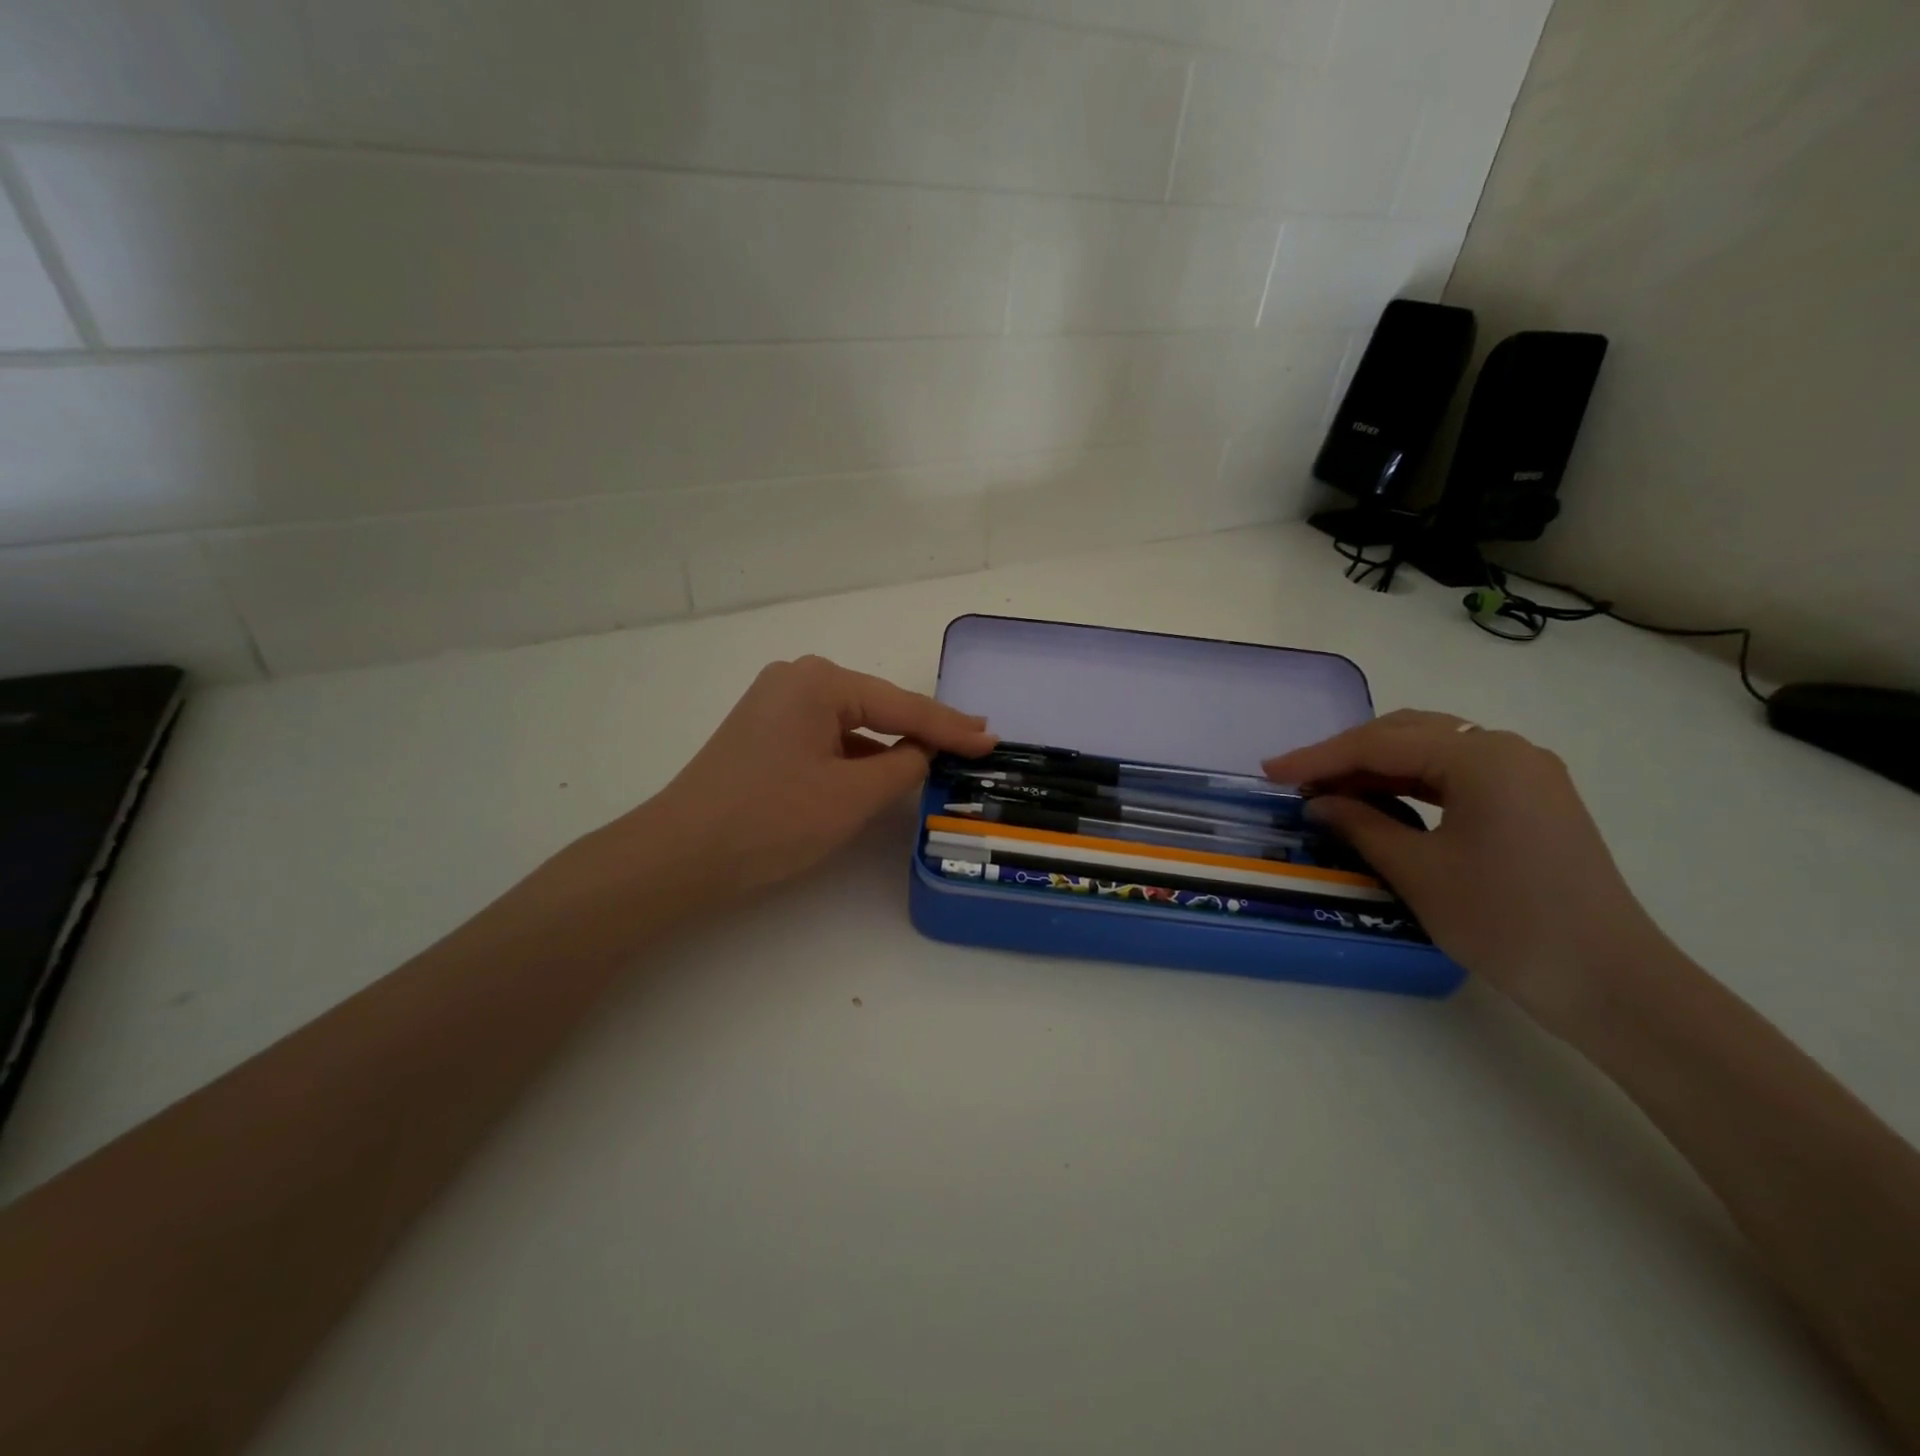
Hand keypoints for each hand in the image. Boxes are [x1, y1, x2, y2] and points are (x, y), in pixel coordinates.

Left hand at [637, 656, 995, 896]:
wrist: (680, 855)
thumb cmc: (772, 820)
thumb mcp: (852, 796)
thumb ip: (902, 767)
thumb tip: (920, 752)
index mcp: (820, 682)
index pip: (902, 707)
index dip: (951, 728)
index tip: (993, 738)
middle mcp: (797, 679)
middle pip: (877, 707)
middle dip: (923, 730)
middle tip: (973, 742)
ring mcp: (775, 703)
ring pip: (852, 723)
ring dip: (889, 744)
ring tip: (937, 758)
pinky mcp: (764, 731)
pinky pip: (826, 737)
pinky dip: (856, 755)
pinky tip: (882, 770)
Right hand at [1264, 710, 1663, 1028]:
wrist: (1610, 982)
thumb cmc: (1505, 921)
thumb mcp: (1417, 871)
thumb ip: (1359, 824)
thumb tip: (1318, 802)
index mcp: (1482, 756)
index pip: (1380, 743)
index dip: (1318, 757)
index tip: (1269, 771)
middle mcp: (1507, 750)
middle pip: (1407, 734)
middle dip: (1347, 755)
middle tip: (1297, 780)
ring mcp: (1526, 774)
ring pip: (1432, 751)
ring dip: (1377, 767)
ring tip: (1329, 790)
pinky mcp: (1532, 801)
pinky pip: (1456, 775)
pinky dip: (1411, 784)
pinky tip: (1380, 800)